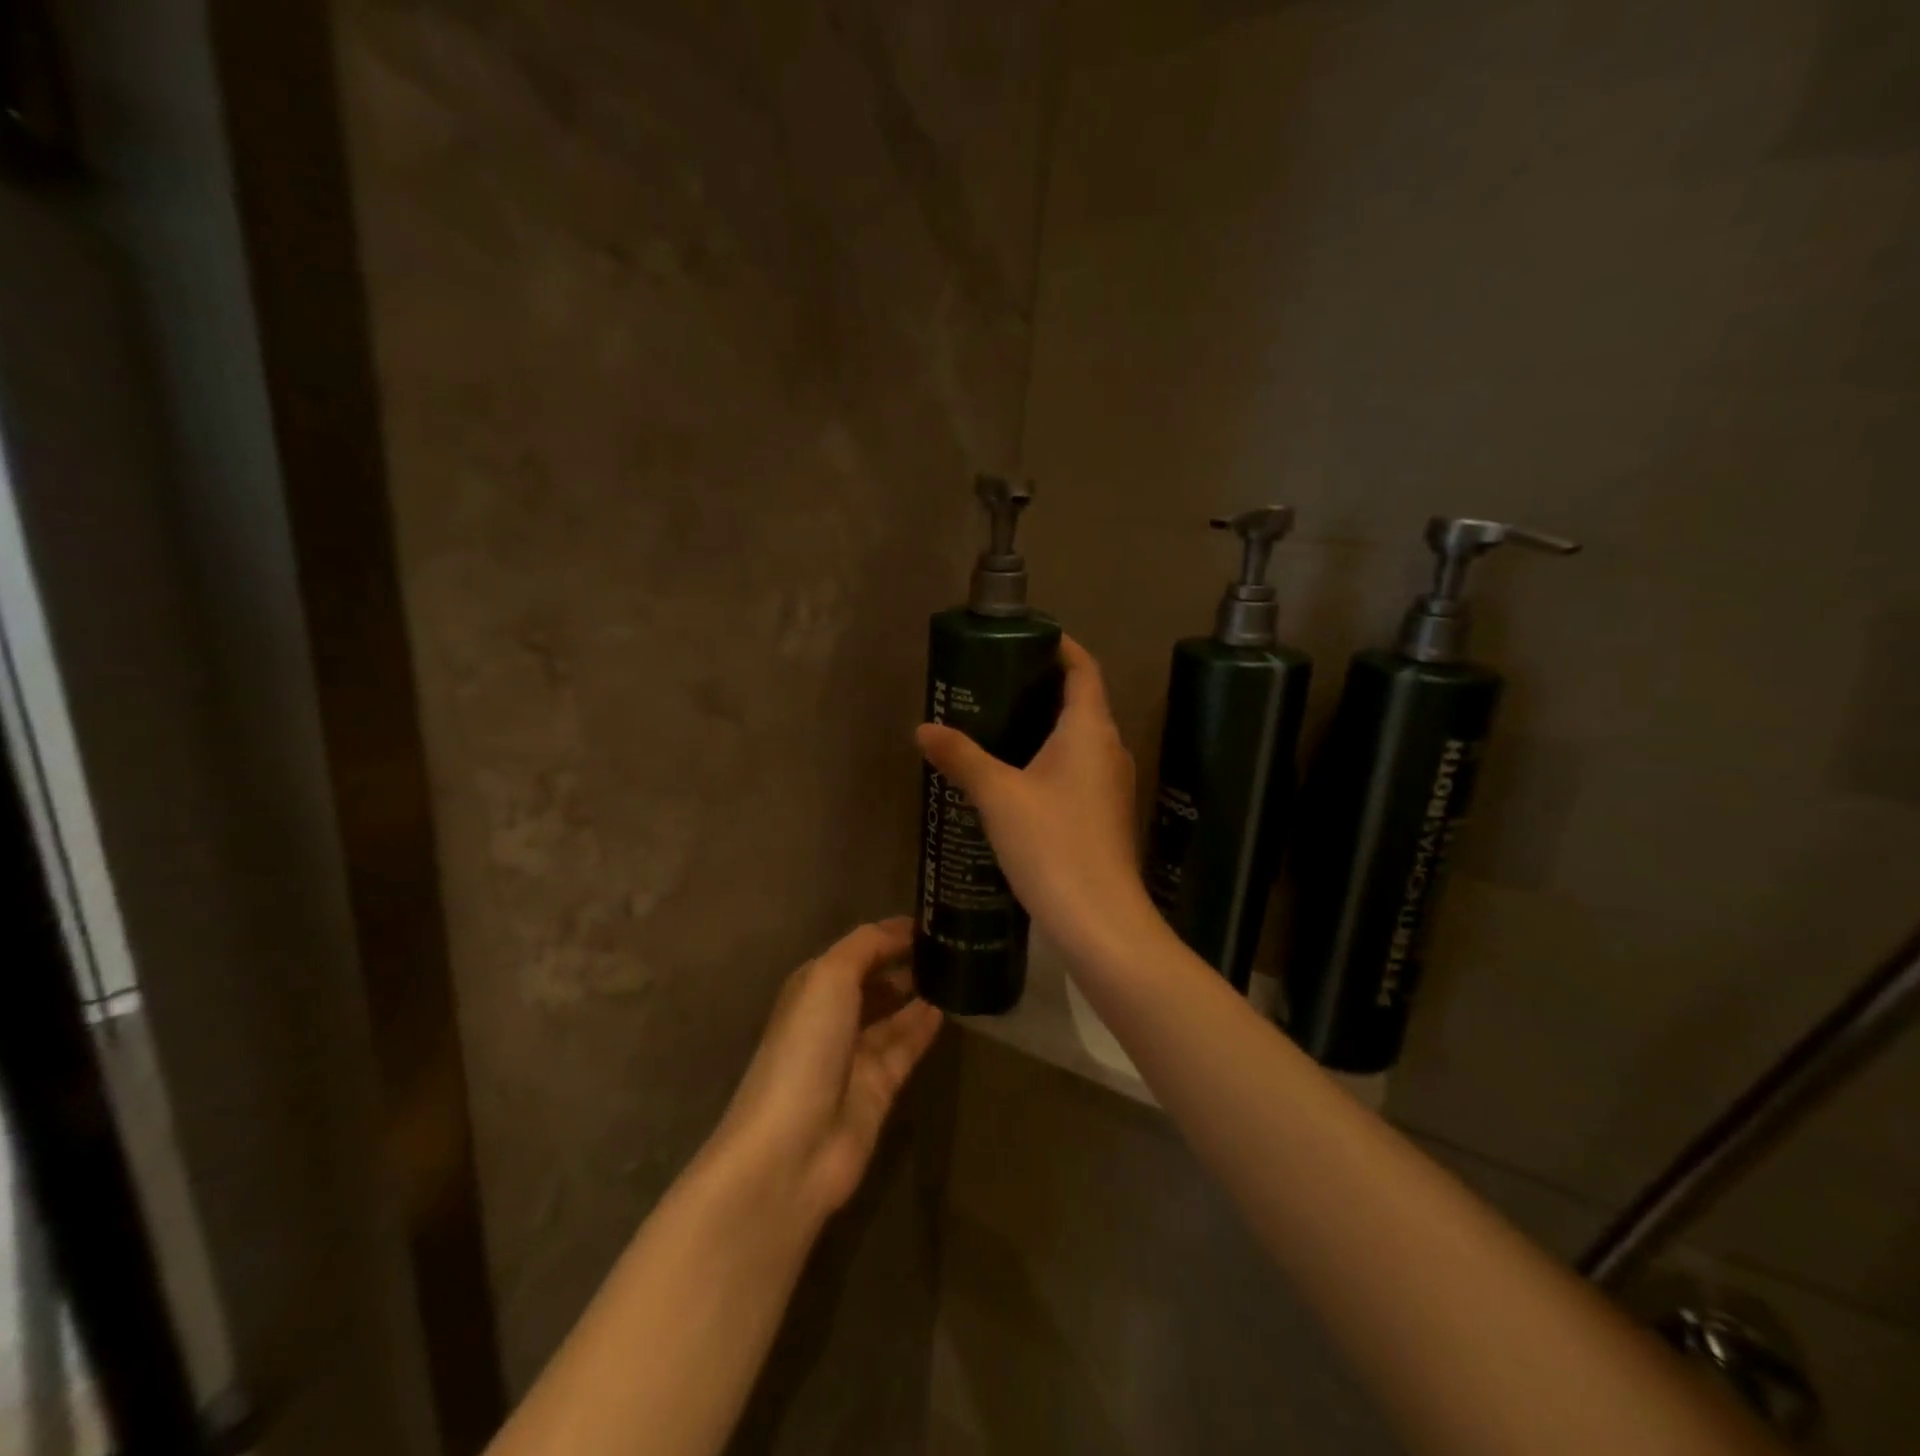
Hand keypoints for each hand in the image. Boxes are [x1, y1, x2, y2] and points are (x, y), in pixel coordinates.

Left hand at [712, 919, 942, 1222]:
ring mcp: (855, 1055)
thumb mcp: (829, 977)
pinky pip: (907, 1048)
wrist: (793, 1147)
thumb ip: (866, 946)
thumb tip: (901, 930)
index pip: (857, 950)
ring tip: (957, 969)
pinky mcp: (879, 1088)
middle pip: (874, 981)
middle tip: (951, 943)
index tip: (930, 918)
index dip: (889, 934)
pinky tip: (949, 1008)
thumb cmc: (806, 1047)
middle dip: (905, 962)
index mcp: (812, 987)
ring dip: (918, 993)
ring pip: (893, 1015)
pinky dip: (924, 1027)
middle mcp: (832, 1017)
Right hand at [915, 637, 1160, 962]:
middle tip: (995, 682)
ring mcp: (1112, 784)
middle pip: (1082, 700)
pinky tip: (1016, 777)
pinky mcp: (1105, 814)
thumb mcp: (998, 796)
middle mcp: (1109, 748)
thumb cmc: (1052, 844)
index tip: (1026, 638)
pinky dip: (1050, 759)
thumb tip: (924, 729)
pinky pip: (1078, 769)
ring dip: (1045, 726)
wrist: (1100, 919)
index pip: (1084, 668)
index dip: (1061, 646)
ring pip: (1080, 738)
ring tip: (997, 726)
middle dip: (1043, 686)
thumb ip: (962, 757)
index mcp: (1090, 729)